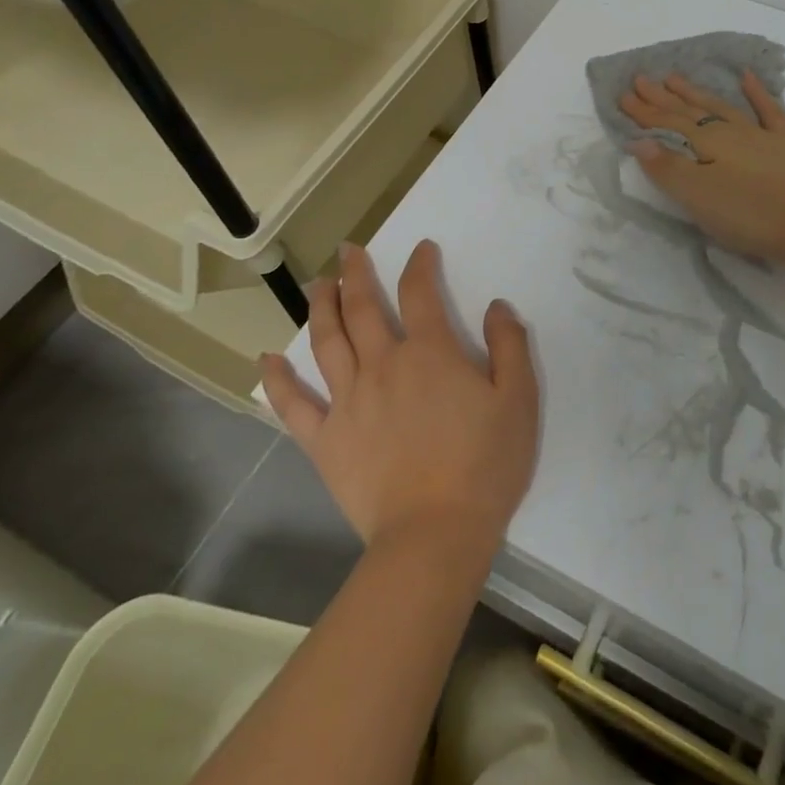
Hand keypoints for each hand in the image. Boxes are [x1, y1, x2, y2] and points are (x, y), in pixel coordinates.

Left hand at [259, 241, 538, 560]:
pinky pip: (294, 405)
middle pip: (362, 307)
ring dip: (320, 307)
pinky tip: (266, 359)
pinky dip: (278, 380)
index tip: (421, 249)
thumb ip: (509, 346)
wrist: (435, 534)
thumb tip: (497, 306)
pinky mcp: (326, 440)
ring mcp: (349, 401)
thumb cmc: (484, 465)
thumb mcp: (518, 400)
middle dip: (355, 273)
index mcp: (430, 352)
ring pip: (327, 341)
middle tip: (348, 251)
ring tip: (316, 284)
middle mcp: (384, 364)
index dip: (420, 264)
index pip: (420, 292)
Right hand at [619, 71, 784, 261]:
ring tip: (676, 77)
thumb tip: (637, 140)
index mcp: (706, 144)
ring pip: (722, 107)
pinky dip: (757, 92)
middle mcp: (730, 132)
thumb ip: (667, 168)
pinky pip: (769, 111)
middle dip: (662, 97)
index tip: (622, 95)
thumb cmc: (749, 214)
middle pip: (690, 111)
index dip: (644, 112)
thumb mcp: (698, 197)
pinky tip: (747, 76)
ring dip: (697, 93)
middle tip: (641, 79)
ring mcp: (761, 135)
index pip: (667, 124)